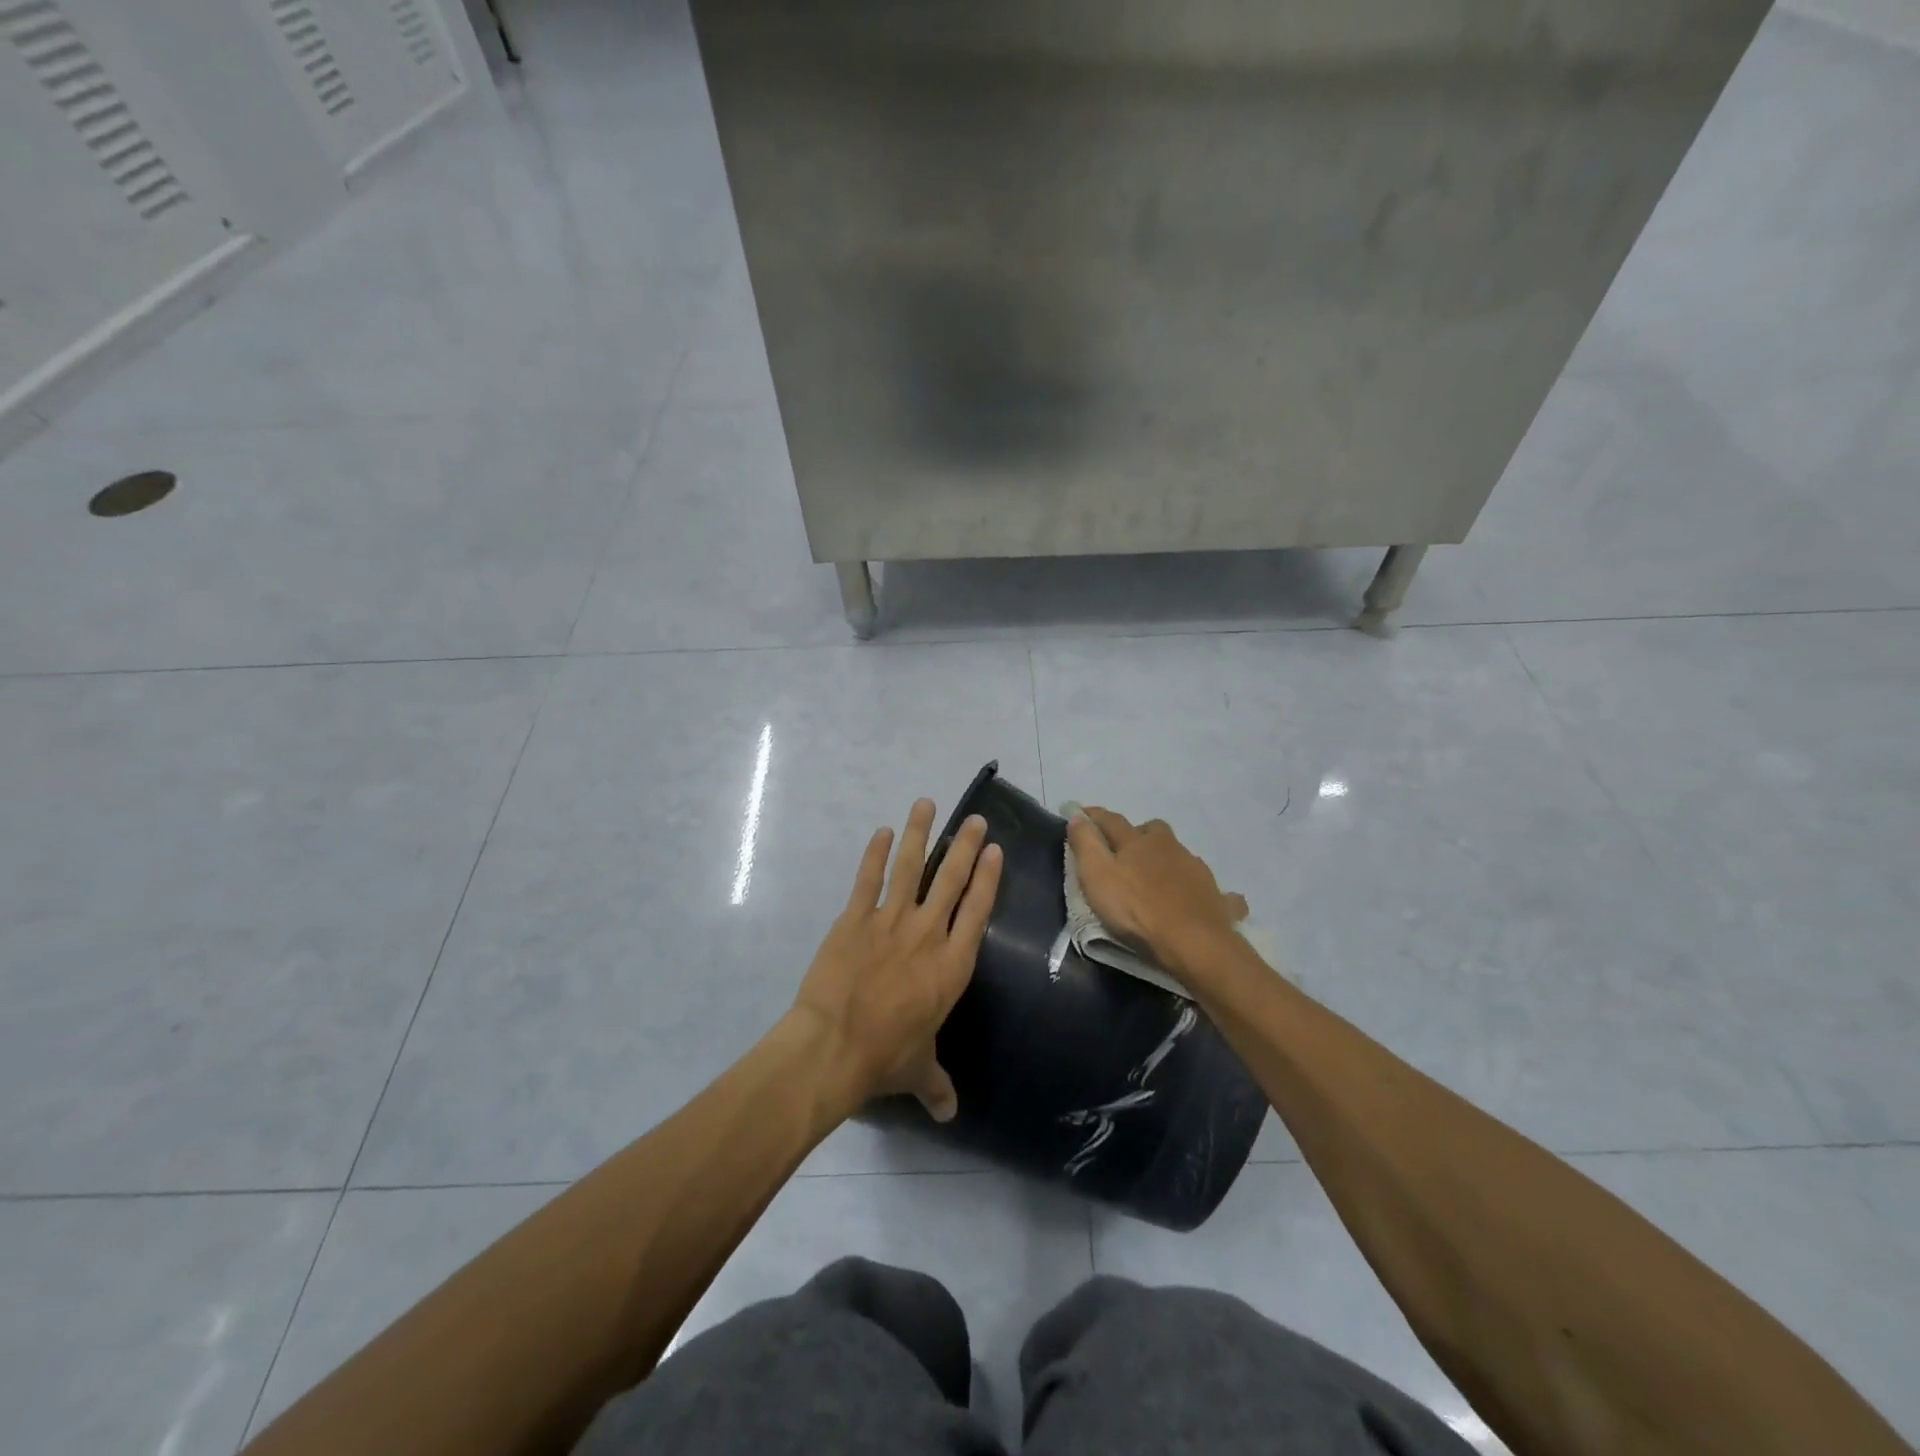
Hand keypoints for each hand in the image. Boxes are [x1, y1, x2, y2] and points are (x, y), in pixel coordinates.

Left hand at [792, 800, 1002, 1121]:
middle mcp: (928, 934)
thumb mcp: (918, 1070)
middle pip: (952, 880)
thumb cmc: (884, 1057)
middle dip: (965, 846)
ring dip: (919, 833)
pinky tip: (881, 831)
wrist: (833, 1046)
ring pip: (910, 867)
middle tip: (974, 818)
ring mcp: (890, 921)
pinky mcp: (854, 918)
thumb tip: (951, 1114)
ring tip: (926, 803)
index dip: (988, 877)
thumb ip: (937, 1085)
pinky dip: (874, 854)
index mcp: (952, 965)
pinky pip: (867, 879)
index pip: (977, 910)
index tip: (995, 850)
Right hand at [1067, 806, 1246, 982]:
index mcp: (1138, 841)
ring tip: (1155, 877)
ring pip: (1179, 854)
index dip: (1093, 816)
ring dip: (1166, 859)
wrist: (1194, 943)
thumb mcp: (1097, 877)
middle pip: (1153, 830)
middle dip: (1138, 834)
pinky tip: (1197, 898)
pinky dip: (1198, 888)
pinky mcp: (1215, 895)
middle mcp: (1169, 847)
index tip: (1080, 813)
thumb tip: (1077, 817)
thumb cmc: (1137, 910)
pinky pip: (1207, 886)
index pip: (1111, 820)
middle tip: (1125, 851)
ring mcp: (1196, 870)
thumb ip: (1085, 845)